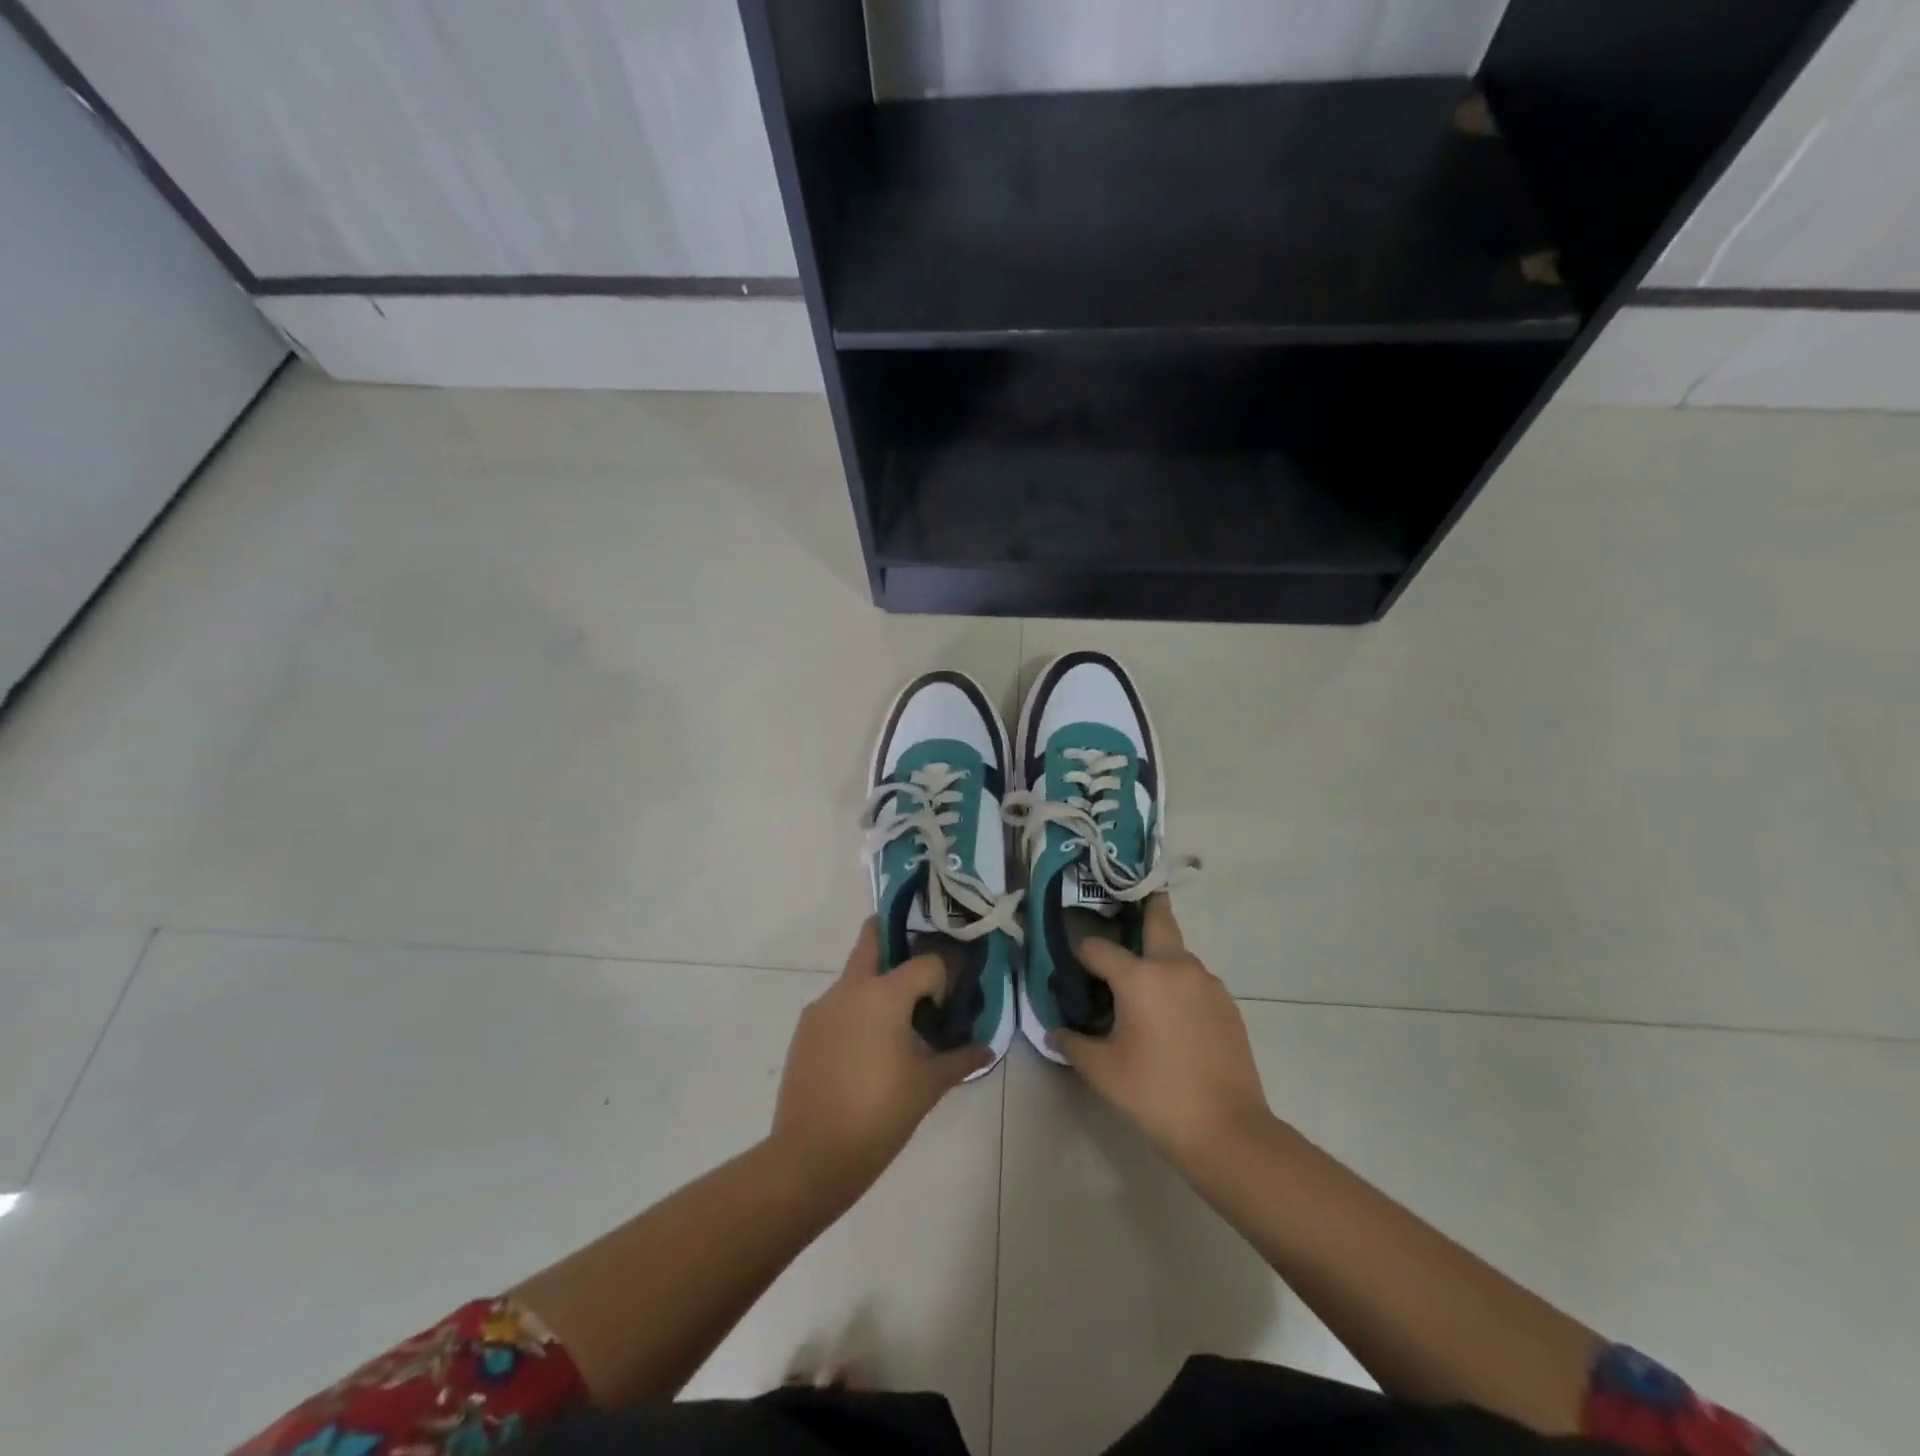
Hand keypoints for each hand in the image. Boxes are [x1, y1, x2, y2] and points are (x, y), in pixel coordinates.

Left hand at [771, 919, 989, 1195]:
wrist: (811, 1157)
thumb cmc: (879, 1115)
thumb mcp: (928, 1086)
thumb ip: (960, 1059)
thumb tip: (986, 1048)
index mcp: (883, 994)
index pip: (926, 963)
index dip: (942, 980)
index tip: (944, 1012)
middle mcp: (849, 989)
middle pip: (872, 938)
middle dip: (894, 937)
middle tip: (916, 966)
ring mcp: (821, 1008)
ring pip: (854, 977)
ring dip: (876, 986)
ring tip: (894, 1029)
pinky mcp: (804, 1031)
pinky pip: (836, 1006)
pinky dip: (855, 1014)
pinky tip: (864, 1054)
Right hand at [1054, 897, 1273, 1170]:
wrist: (1228, 1130)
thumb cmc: (1155, 1095)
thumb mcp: (1101, 1072)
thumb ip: (1072, 1043)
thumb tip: (1056, 1030)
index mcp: (1140, 977)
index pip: (1097, 947)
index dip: (1080, 953)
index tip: (1072, 964)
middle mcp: (1176, 967)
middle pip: (1158, 917)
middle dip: (1141, 906)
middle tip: (1123, 909)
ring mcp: (1207, 983)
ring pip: (1177, 953)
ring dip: (1158, 957)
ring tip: (1142, 987)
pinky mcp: (1227, 1003)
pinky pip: (1195, 980)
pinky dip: (1178, 984)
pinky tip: (1170, 1017)